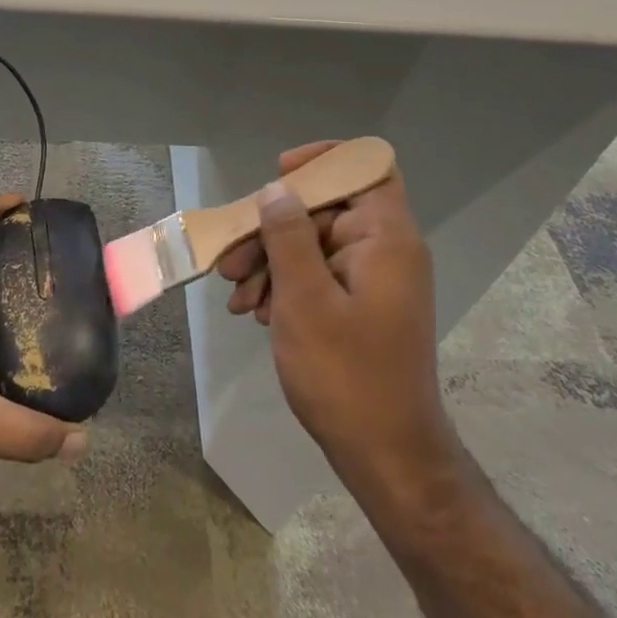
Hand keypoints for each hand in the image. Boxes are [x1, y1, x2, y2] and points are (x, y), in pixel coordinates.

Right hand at [213, 144, 457, 491]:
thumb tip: (277, 190)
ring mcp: (371, 280)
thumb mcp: (305, 299)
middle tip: (231, 260)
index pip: (365, 167)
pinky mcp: (358, 305)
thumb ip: (288, 235)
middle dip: (272, 228)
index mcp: (386, 238)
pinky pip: (316, 275)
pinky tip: (252, 310)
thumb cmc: (346, 375)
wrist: (386, 457)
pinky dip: (283, 285)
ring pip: (312, 244)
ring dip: (269, 262)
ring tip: (236, 295)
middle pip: (324, 210)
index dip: (323, 160)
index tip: (279, 175)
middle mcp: (384, 250)